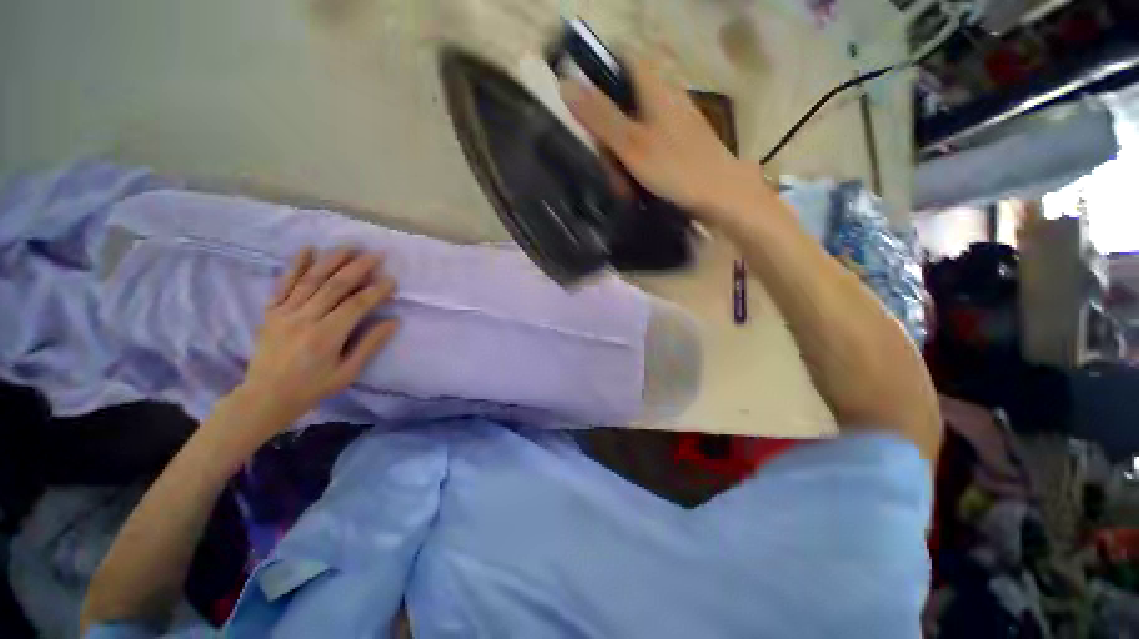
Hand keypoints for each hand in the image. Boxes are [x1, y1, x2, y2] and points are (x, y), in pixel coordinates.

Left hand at [236, 247, 398, 431]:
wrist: (264, 397)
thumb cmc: (312, 388)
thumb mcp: (347, 373)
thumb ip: (369, 345)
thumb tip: (393, 322)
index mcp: (326, 336)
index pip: (356, 305)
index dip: (376, 290)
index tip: (391, 280)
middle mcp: (305, 319)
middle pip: (334, 286)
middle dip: (358, 267)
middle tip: (376, 254)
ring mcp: (285, 313)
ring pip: (311, 279)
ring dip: (332, 260)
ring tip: (350, 246)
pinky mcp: (271, 312)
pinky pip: (283, 284)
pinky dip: (295, 265)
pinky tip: (307, 249)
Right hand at [559, 60, 760, 221]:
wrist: (720, 196)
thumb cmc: (676, 168)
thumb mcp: (632, 145)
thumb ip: (600, 117)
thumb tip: (566, 84)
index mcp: (654, 87)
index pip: (621, 59)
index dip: (599, 73)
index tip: (585, 105)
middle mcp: (665, 97)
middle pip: (623, 100)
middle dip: (608, 132)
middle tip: (607, 165)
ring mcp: (673, 121)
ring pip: (633, 127)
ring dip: (620, 155)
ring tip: (622, 186)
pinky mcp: (678, 142)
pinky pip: (647, 144)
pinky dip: (636, 162)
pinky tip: (636, 185)